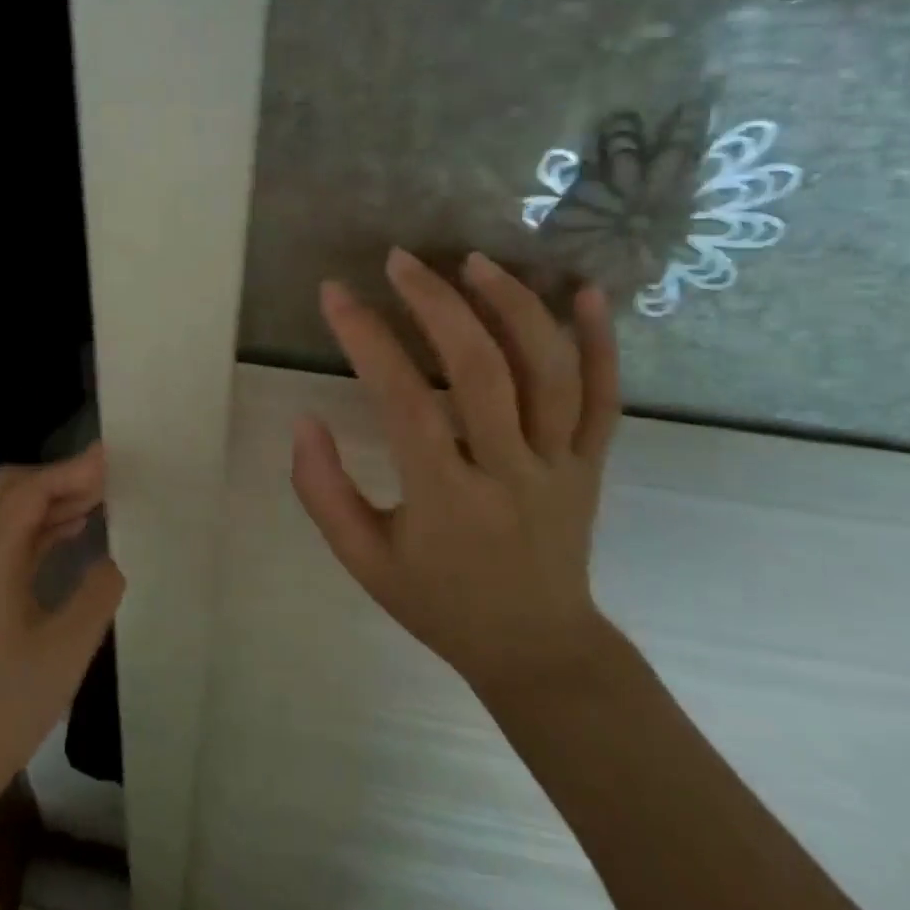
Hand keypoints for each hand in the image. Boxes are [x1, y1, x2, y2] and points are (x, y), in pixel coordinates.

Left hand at [0, 445, 120, 909]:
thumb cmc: (4, 707)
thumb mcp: (66, 649)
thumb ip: (98, 592)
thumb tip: (114, 558)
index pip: (30, 489)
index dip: (72, 469)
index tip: (113, 458)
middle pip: (11, 489)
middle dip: (59, 477)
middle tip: (108, 479)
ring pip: (6, 513)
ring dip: (48, 500)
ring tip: (99, 500)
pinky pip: (3, 540)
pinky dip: (37, 527)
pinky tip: (69, 535)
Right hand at [290, 248, 619, 697]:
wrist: (536, 649)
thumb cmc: (437, 602)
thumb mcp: (362, 560)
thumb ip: (324, 491)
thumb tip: (304, 421)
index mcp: (446, 500)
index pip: (403, 403)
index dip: (366, 340)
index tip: (335, 294)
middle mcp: (510, 474)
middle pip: (480, 371)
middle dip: (437, 304)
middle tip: (400, 260)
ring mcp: (561, 466)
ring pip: (549, 373)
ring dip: (514, 307)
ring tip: (475, 261)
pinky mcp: (593, 465)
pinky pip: (605, 399)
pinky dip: (601, 342)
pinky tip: (585, 292)